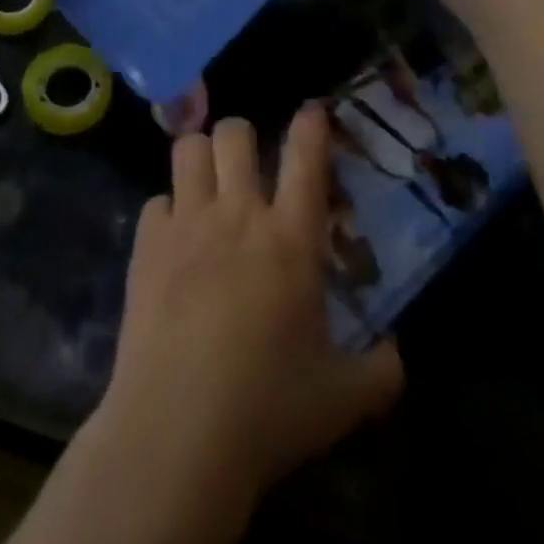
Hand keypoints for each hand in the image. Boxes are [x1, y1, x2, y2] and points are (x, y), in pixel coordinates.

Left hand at [86, 109, 402, 529]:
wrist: (176, 432)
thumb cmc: (267, 411)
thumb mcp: (343, 400)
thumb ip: (381, 372)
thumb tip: (397, 356)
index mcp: (291, 239)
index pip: (305, 157)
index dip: (311, 125)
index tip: (312, 111)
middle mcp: (238, 214)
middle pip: (236, 132)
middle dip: (244, 138)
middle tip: (248, 167)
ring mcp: (187, 223)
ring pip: (189, 148)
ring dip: (201, 158)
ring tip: (208, 186)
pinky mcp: (146, 244)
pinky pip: (155, 200)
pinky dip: (168, 212)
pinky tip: (173, 242)